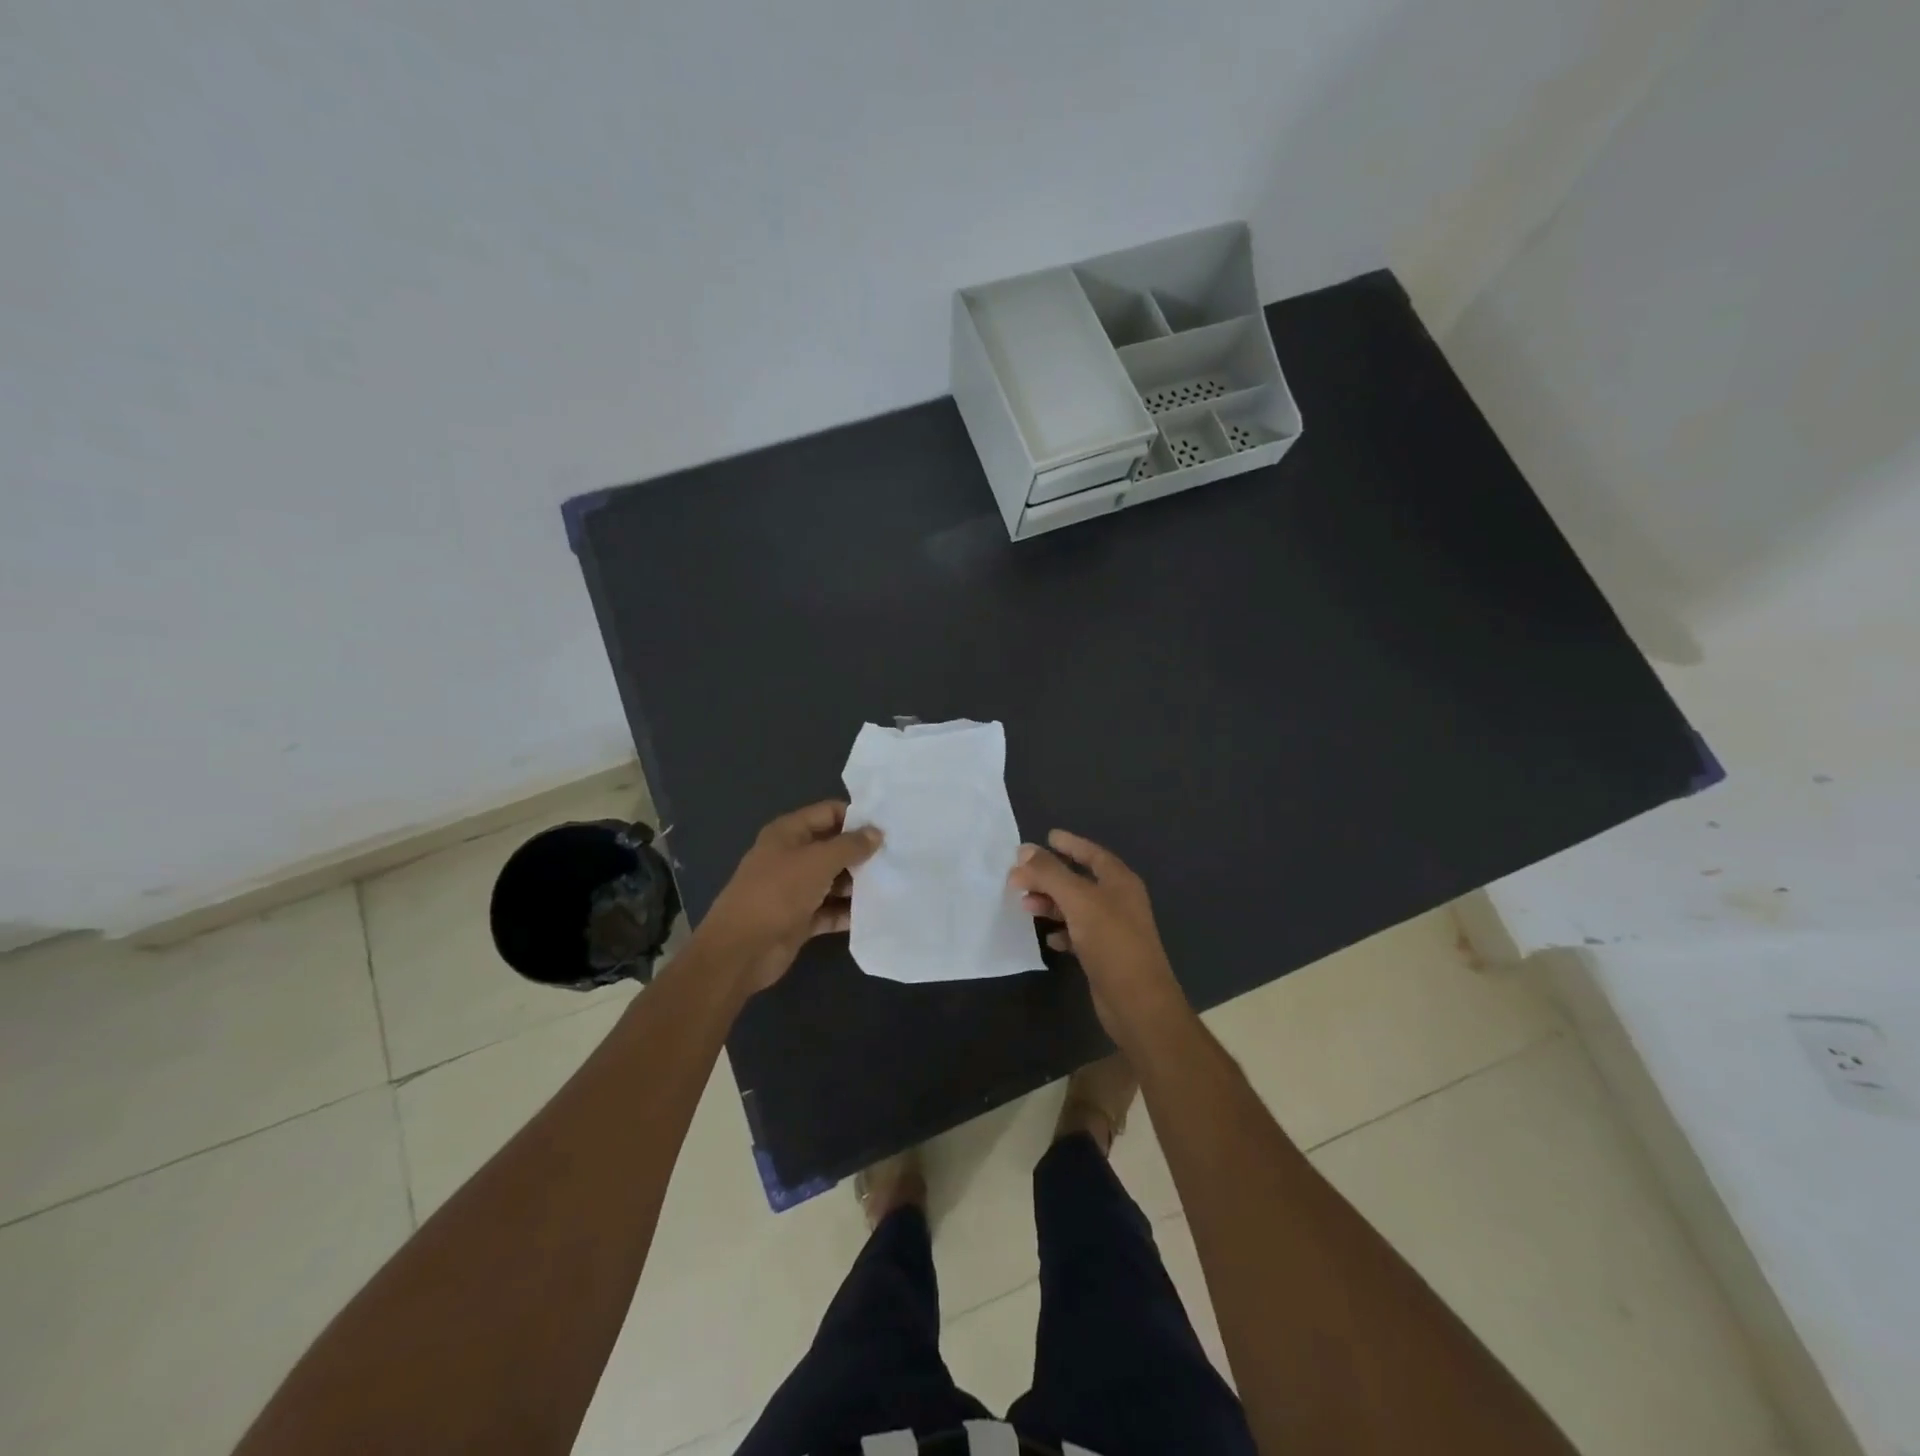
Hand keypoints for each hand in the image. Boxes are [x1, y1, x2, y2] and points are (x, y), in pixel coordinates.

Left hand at [697, 801, 882, 992]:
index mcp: (788, 833)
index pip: (828, 813)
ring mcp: (795, 889)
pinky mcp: (800, 919)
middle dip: (862, 852)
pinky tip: (877, 912)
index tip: (888, 827)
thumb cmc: (778, 893)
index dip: (856, 817)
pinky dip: (848, 911)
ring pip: (834, 880)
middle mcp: (791, 857)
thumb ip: (850, 846)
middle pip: (833, 847)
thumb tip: (877, 833)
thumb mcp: (818, 861)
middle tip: (898, 857)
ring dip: (858, 883)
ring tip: (894, 884)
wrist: (741, 950)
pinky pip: (830, 910)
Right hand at [1008, 829, 1188, 1043]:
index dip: (1070, 844)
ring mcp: (1112, 929)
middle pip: (1079, 880)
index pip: (1092, 853)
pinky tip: (1048, 938)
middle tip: (1020, 876)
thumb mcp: (1078, 900)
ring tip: (1025, 905)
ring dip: (1051, 904)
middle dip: (1050, 877)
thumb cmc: (1111, 942)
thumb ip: (1050, 873)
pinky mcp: (1104, 955)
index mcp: (1119, 881)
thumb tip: (1024, 850)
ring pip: (1076, 907)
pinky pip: (1078, 934)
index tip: (1046, 836)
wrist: (1137, 1002)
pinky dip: (1061, 932)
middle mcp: (1118, 901)